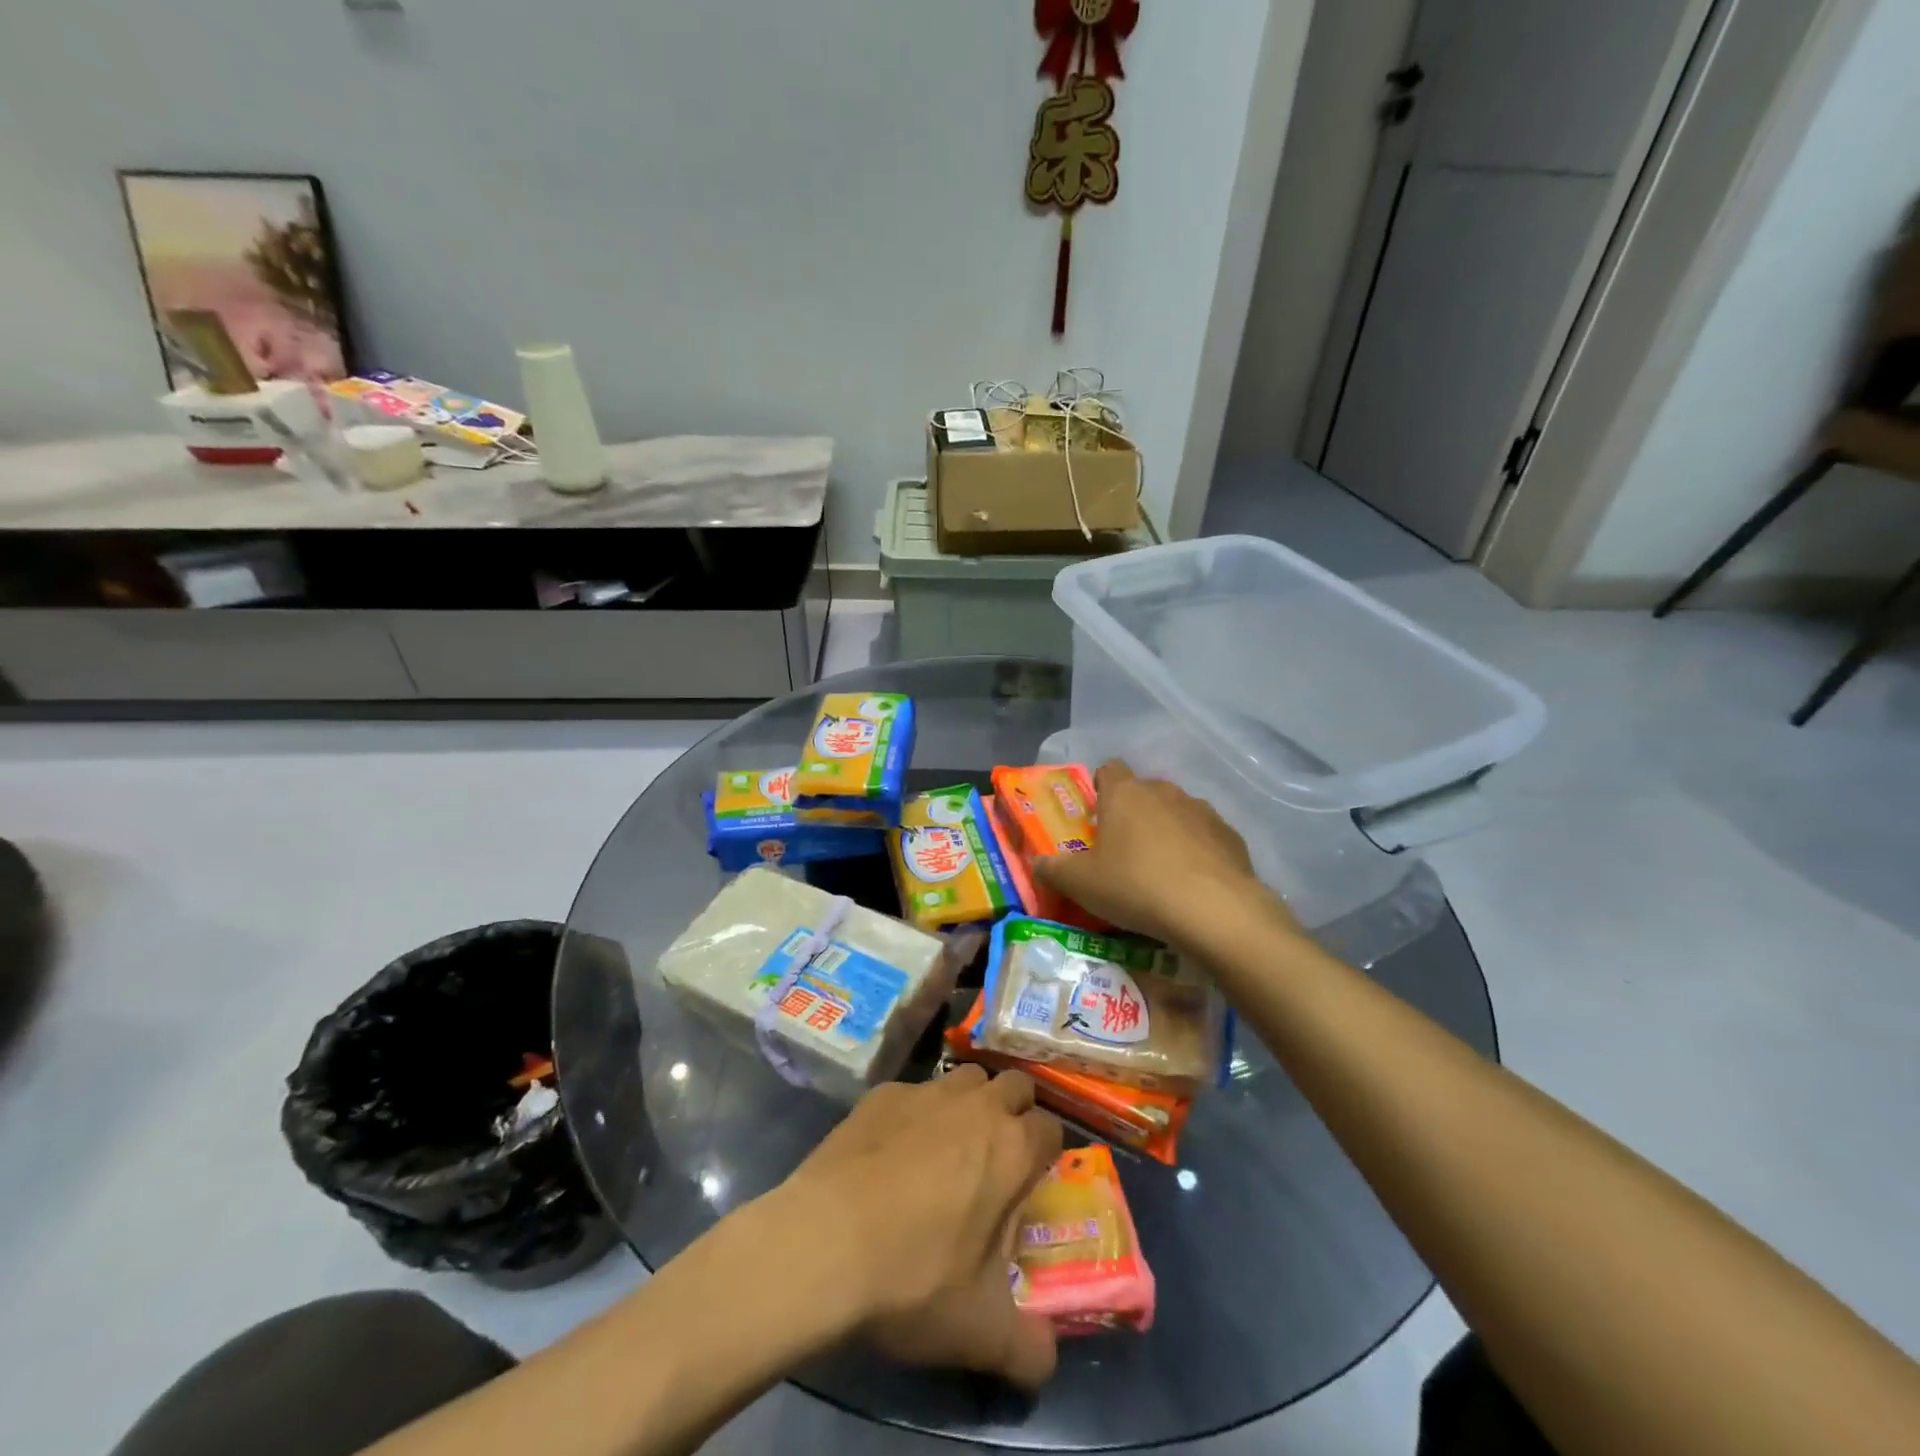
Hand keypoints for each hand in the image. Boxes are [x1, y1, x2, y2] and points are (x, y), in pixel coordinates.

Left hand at [773, 1067, 1063, 1388]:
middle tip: (997, 1154)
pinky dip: (916, 1113)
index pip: (1051, 1127)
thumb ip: (1028, 1348)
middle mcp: (976, 1105)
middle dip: (1015, 1111)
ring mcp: (926, 1092)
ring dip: (970, 1102)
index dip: (1045, 1151)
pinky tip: (893, 1150)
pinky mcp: (882, 1093)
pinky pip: (914, 1091)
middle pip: (1014, 1085)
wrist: (823, 1242)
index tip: (1031, 1179)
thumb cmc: (914, 1278)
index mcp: (1012, 1149)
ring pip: (966, 1078)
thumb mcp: (980, 1331)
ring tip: (950, 1145)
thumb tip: (1047, 1362)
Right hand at [1034, 760, 1284, 944]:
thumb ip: (1054, 870)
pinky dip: (1196, 852)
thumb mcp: (1081, 885)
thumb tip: (1038, 863)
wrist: (1214, 910)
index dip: (1100, 788)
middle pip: (1142, 792)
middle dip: (1132, 815)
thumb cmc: (1135, 886)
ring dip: (1166, 832)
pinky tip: (1191, 884)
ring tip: (1159, 871)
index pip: (1109, 769)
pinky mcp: (1230, 835)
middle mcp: (1164, 792)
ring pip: (1176, 813)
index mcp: (1125, 794)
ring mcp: (1202, 811)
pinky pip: (1205, 836)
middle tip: (1121, 852)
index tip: (1095, 818)